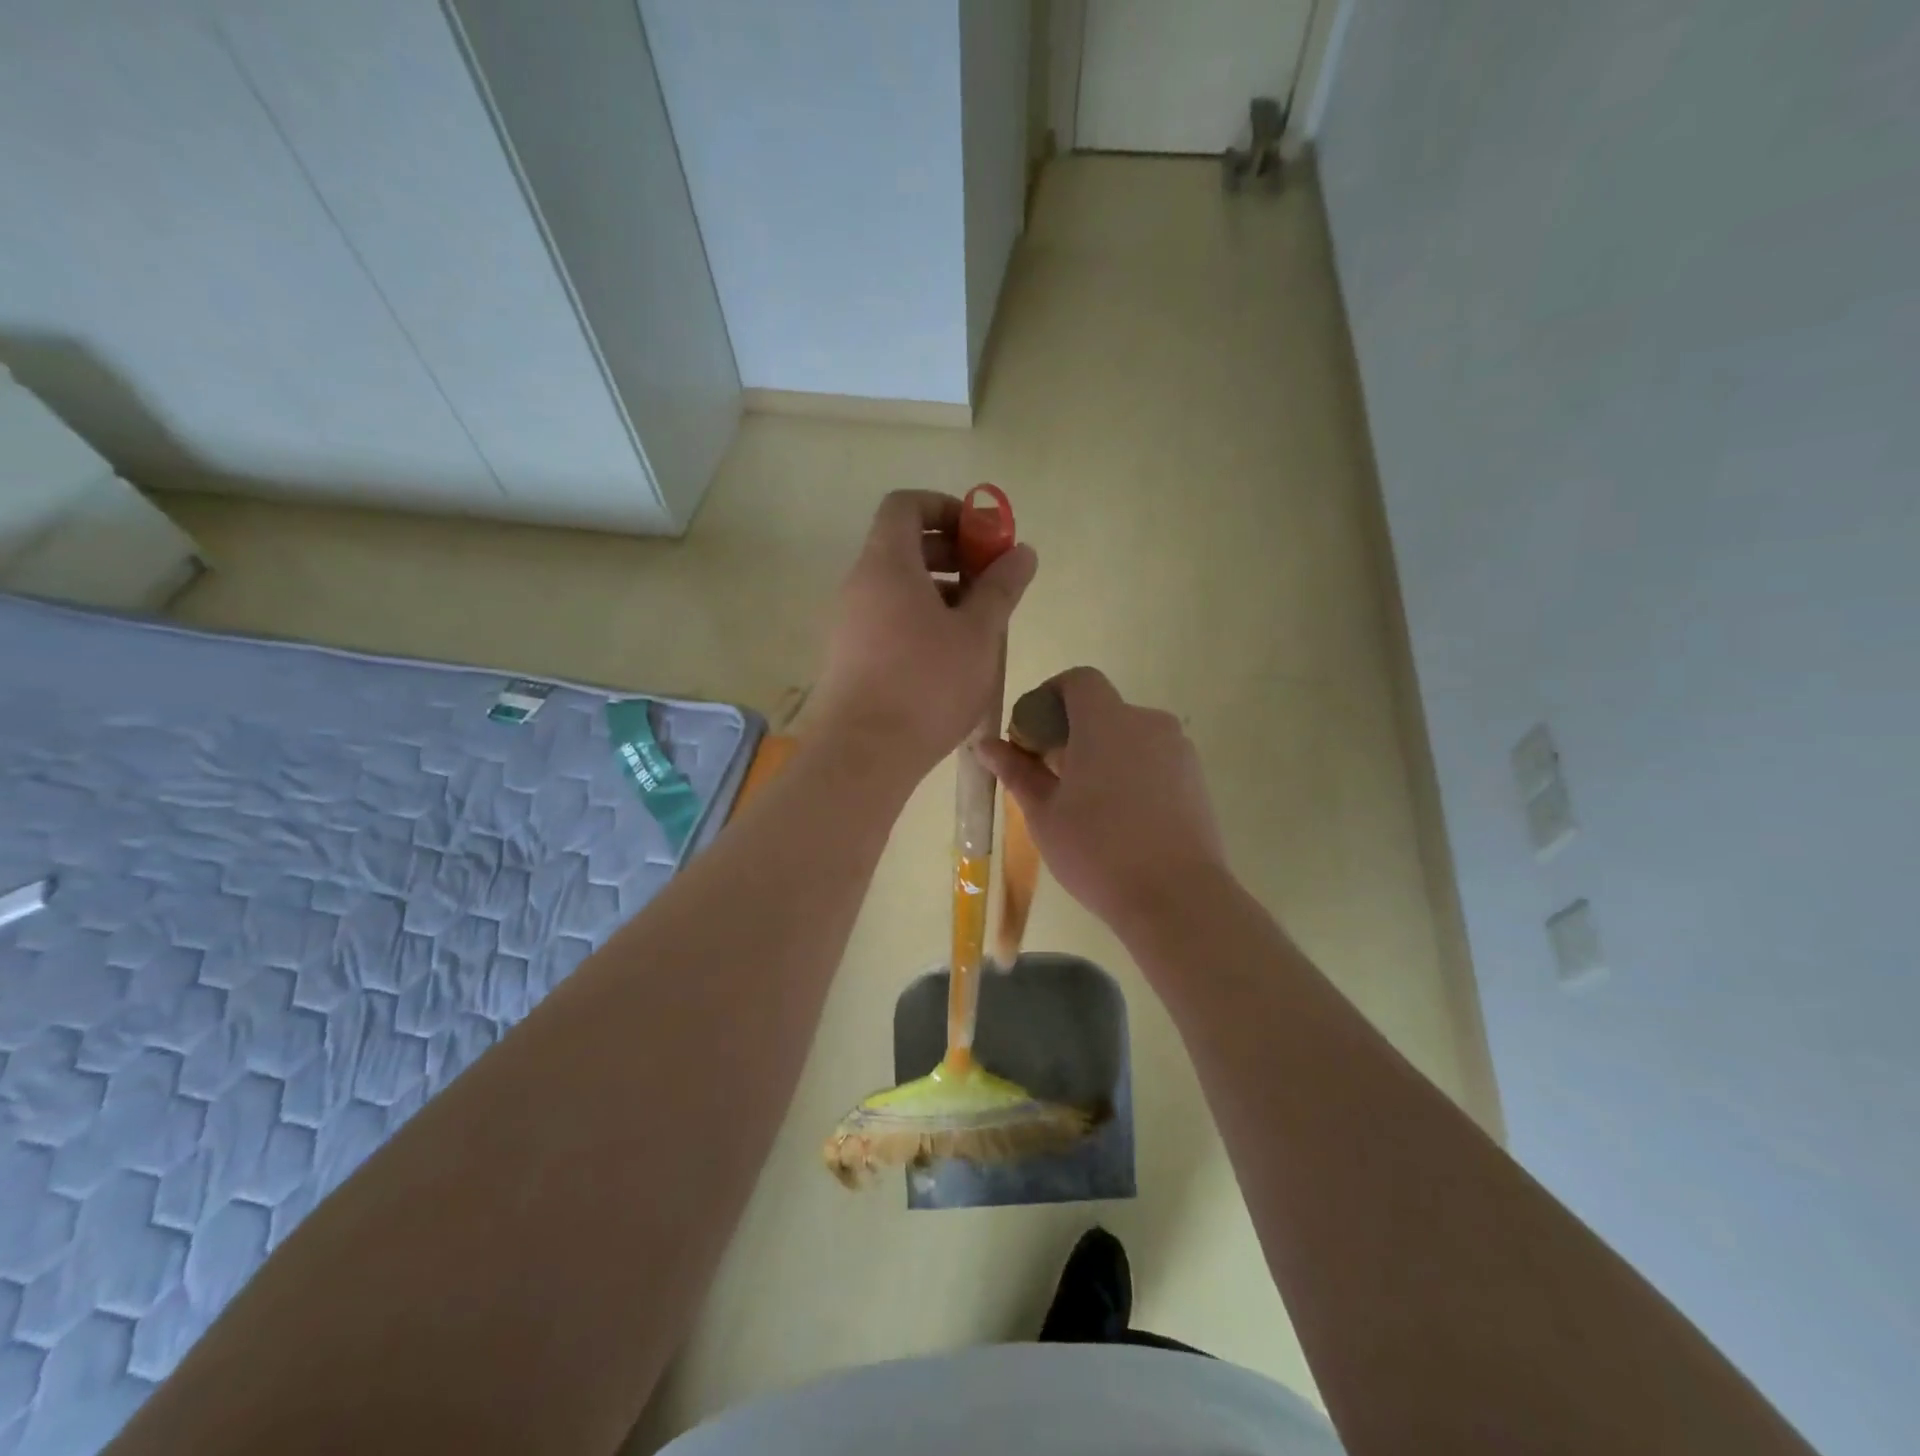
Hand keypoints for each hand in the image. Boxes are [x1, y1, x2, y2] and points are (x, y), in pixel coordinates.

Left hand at [812, 491, 1037, 776]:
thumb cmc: (926, 684)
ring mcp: (849, 622)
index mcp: (886, 564)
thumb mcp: (977, 633)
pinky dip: (920, 619)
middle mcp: (859, 584)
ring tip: (978, 623)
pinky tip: (950, 655)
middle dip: (951, 553)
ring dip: (939, 590)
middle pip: (902, 545)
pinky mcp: (849, 656)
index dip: (947, 508)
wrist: (863, 754)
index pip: (905, 505)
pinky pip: (887, 618)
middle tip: (989, 581)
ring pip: (897, 586)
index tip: (982, 536)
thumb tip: (1022, 552)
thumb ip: (1001, 587)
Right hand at [977, 667, 1229, 940]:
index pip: (1078, 680)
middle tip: (1051, 778)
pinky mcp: (1196, 778)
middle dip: (1072, 733)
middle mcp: (1148, 723)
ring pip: (1129, 737)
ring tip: (1087, 805)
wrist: (1177, 898)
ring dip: (1103, 754)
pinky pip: (1153, 760)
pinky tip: (1122, 819)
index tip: (1033, 735)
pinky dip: (1131, 772)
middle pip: (1103, 710)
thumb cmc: (1098, 851)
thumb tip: (986, 745)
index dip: (1050, 696)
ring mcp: (1178, 751)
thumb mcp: (1044, 814)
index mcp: (1107, 722)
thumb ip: (1017, 771)